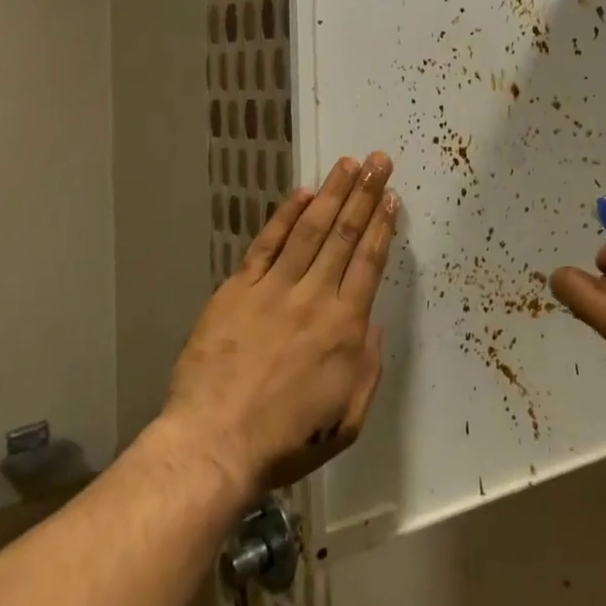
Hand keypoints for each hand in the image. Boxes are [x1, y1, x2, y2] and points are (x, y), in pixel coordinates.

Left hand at [165, 153, 398, 494]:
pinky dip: (284, 217)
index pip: (369, 261)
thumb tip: (373, 324)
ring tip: (347, 164)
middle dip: (364, 193)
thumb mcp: (348, 417)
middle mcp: (314, 297)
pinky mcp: (237, 292)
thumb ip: (368, 366)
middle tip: (377, 160)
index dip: (382, 225)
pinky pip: (265, 245)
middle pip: (344, 235)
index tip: (391, 197)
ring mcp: (273, 290)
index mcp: (345, 326)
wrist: (214, 444)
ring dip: (331, 194)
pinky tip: (301, 195)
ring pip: (310, 230)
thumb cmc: (288, 439)